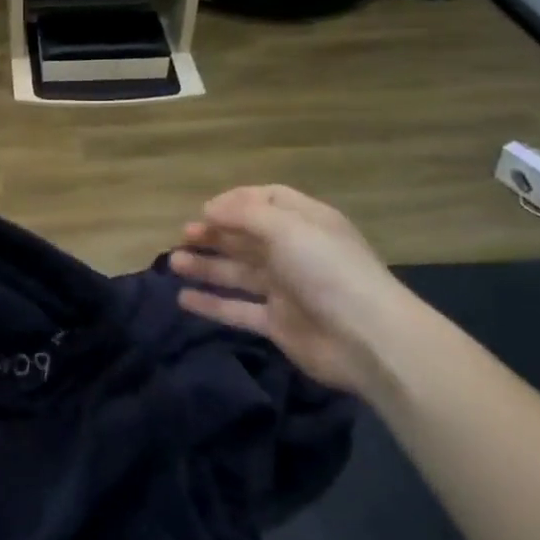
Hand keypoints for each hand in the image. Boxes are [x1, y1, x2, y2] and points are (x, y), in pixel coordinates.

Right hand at [168, 185, 416, 395]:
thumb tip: (209, 210)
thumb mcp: (287, 228)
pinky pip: (237, 309)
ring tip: (173, 263)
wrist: (366, 338)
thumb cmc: (327, 270)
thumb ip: (244, 215)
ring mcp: (286, 289)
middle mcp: (295, 252)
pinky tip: (183, 299)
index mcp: (306, 222)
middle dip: (215, 234)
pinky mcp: (278, 324)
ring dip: (206, 266)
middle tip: (183, 235)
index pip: (267, 201)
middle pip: (248, 237)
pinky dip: (211, 304)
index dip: (236, 202)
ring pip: (238, 273)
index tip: (205, 210)